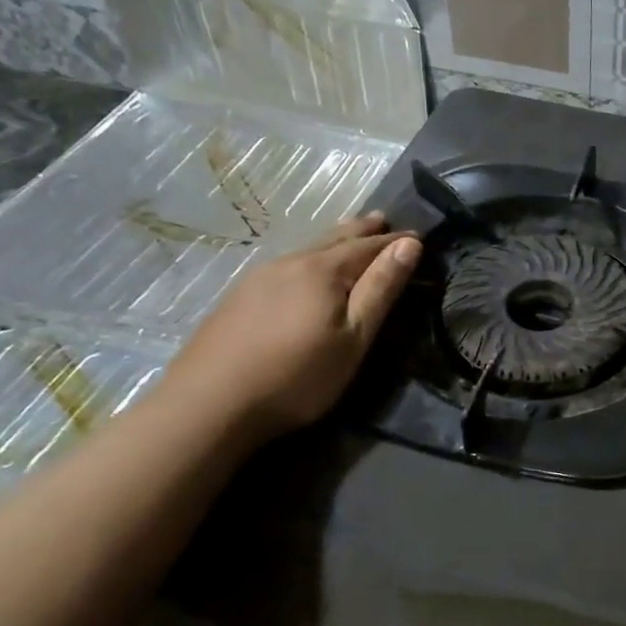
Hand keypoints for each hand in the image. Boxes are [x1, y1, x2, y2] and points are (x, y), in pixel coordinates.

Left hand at [158, 212, 420, 445]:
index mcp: (323, 270)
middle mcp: (291, 263)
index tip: (418, 236)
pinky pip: (286, 264)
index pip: (369, 246)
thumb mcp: (353, 337)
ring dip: (334, 240)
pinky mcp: (238, 297)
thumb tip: (409, 244)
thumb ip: (381, 289)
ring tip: (349, 234)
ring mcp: (258, 278)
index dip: (395, 242)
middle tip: (382, 218)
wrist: (207, 406)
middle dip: (362, 230)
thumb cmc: (296, 376)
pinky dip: (309, 258)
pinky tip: (305, 268)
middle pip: (334, 239)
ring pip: (307, 250)